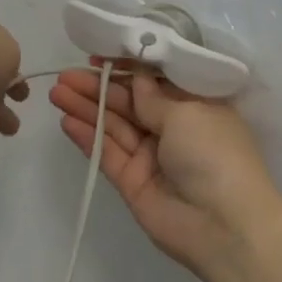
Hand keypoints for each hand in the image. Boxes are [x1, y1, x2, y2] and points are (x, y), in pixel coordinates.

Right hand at [48, 64, 281, 278]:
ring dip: (87, 107)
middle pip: (130, 102)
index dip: (128, 67)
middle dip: (99, 86)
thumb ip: (151, 95)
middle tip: (66, 75)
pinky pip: (107, 153)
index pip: (156, 81)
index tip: (99, 55)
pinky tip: (66, 120)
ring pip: (114, 125)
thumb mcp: (186, 113)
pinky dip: (88, 137)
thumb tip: (137, 75)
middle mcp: (174, 128)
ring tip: (57, 91)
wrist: (224, 226)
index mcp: (196, 106)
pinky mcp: (132, 181)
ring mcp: (151, 156)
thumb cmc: (214, 154)